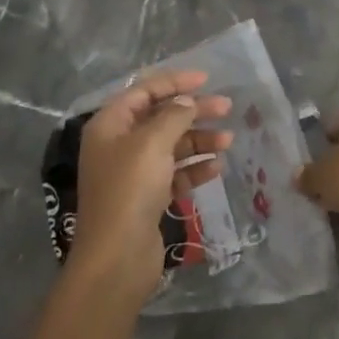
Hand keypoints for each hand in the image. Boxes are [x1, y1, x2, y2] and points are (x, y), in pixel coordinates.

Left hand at [70, 70, 229, 307]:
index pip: (144, 91)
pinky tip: (217, 168)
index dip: (175, 82)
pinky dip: (194, 168)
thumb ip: (174, 116)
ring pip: (171, 146)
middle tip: (227, 108)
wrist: (117, 258)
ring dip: (199, 141)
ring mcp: (133, 173)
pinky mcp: (147, 198)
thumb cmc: (130, 190)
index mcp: (110, 125)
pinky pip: (174, 174)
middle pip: (160, 118)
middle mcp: (118, 145)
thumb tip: (187, 102)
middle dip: (193, 112)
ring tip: (228, 142)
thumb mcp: (152, 143)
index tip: (206, 79)